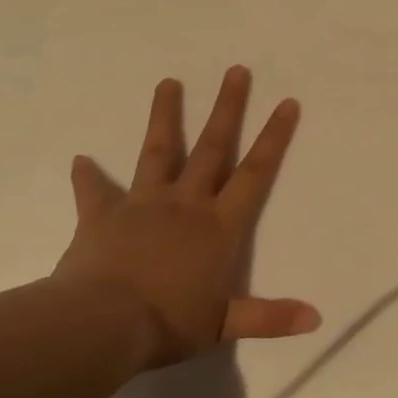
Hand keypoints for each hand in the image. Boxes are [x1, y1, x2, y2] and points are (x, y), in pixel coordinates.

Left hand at [52, 67, 319, 369]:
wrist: (99, 327)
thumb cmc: (167, 323)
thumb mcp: (223, 326)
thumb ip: (269, 317)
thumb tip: (317, 319)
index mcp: (219, 225)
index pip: (256, 172)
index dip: (274, 136)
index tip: (287, 102)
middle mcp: (186, 203)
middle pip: (213, 147)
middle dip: (227, 108)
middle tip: (236, 70)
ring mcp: (143, 205)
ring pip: (159, 152)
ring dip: (165, 117)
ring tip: (168, 82)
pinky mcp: (102, 217)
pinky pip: (95, 192)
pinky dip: (88, 176)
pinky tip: (81, 159)